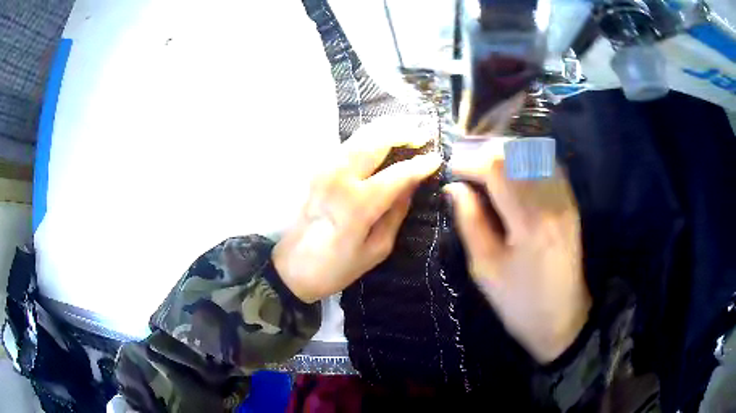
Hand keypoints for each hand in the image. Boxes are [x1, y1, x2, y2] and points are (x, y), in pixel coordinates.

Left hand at [274, 117, 441, 303]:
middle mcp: (339, 178)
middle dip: (403, 131)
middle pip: (375, 140)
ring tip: (407, 128)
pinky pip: (347, 144)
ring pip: (359, 136)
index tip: (437, 158)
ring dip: (386, 128)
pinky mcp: (317, 170)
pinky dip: (368, 136)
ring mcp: (325, 170)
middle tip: (423, 132)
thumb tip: (413, 183)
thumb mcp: (377, 249)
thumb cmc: (337, 267)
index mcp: (358, 204)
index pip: (398, 174)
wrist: (293, 267)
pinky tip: (382, 138)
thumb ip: (396, 212)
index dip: (421, 164)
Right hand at [444, 141, 590, 362]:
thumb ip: (470, 222)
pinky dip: (527, 161)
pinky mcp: (571, 204)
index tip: (452, 169)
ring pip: (534, 154)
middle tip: (468, 167)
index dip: (469, 162)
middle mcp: (552, 203)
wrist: (563, 318)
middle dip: (487, 153)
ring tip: (487, 168)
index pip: (497, 169)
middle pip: (517, 153)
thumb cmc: (519, 302)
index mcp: (529, 223)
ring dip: (507, 154)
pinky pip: (549, 166)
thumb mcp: (486, 269)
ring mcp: (566, 201)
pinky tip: (514, 174)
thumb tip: (454, 187)